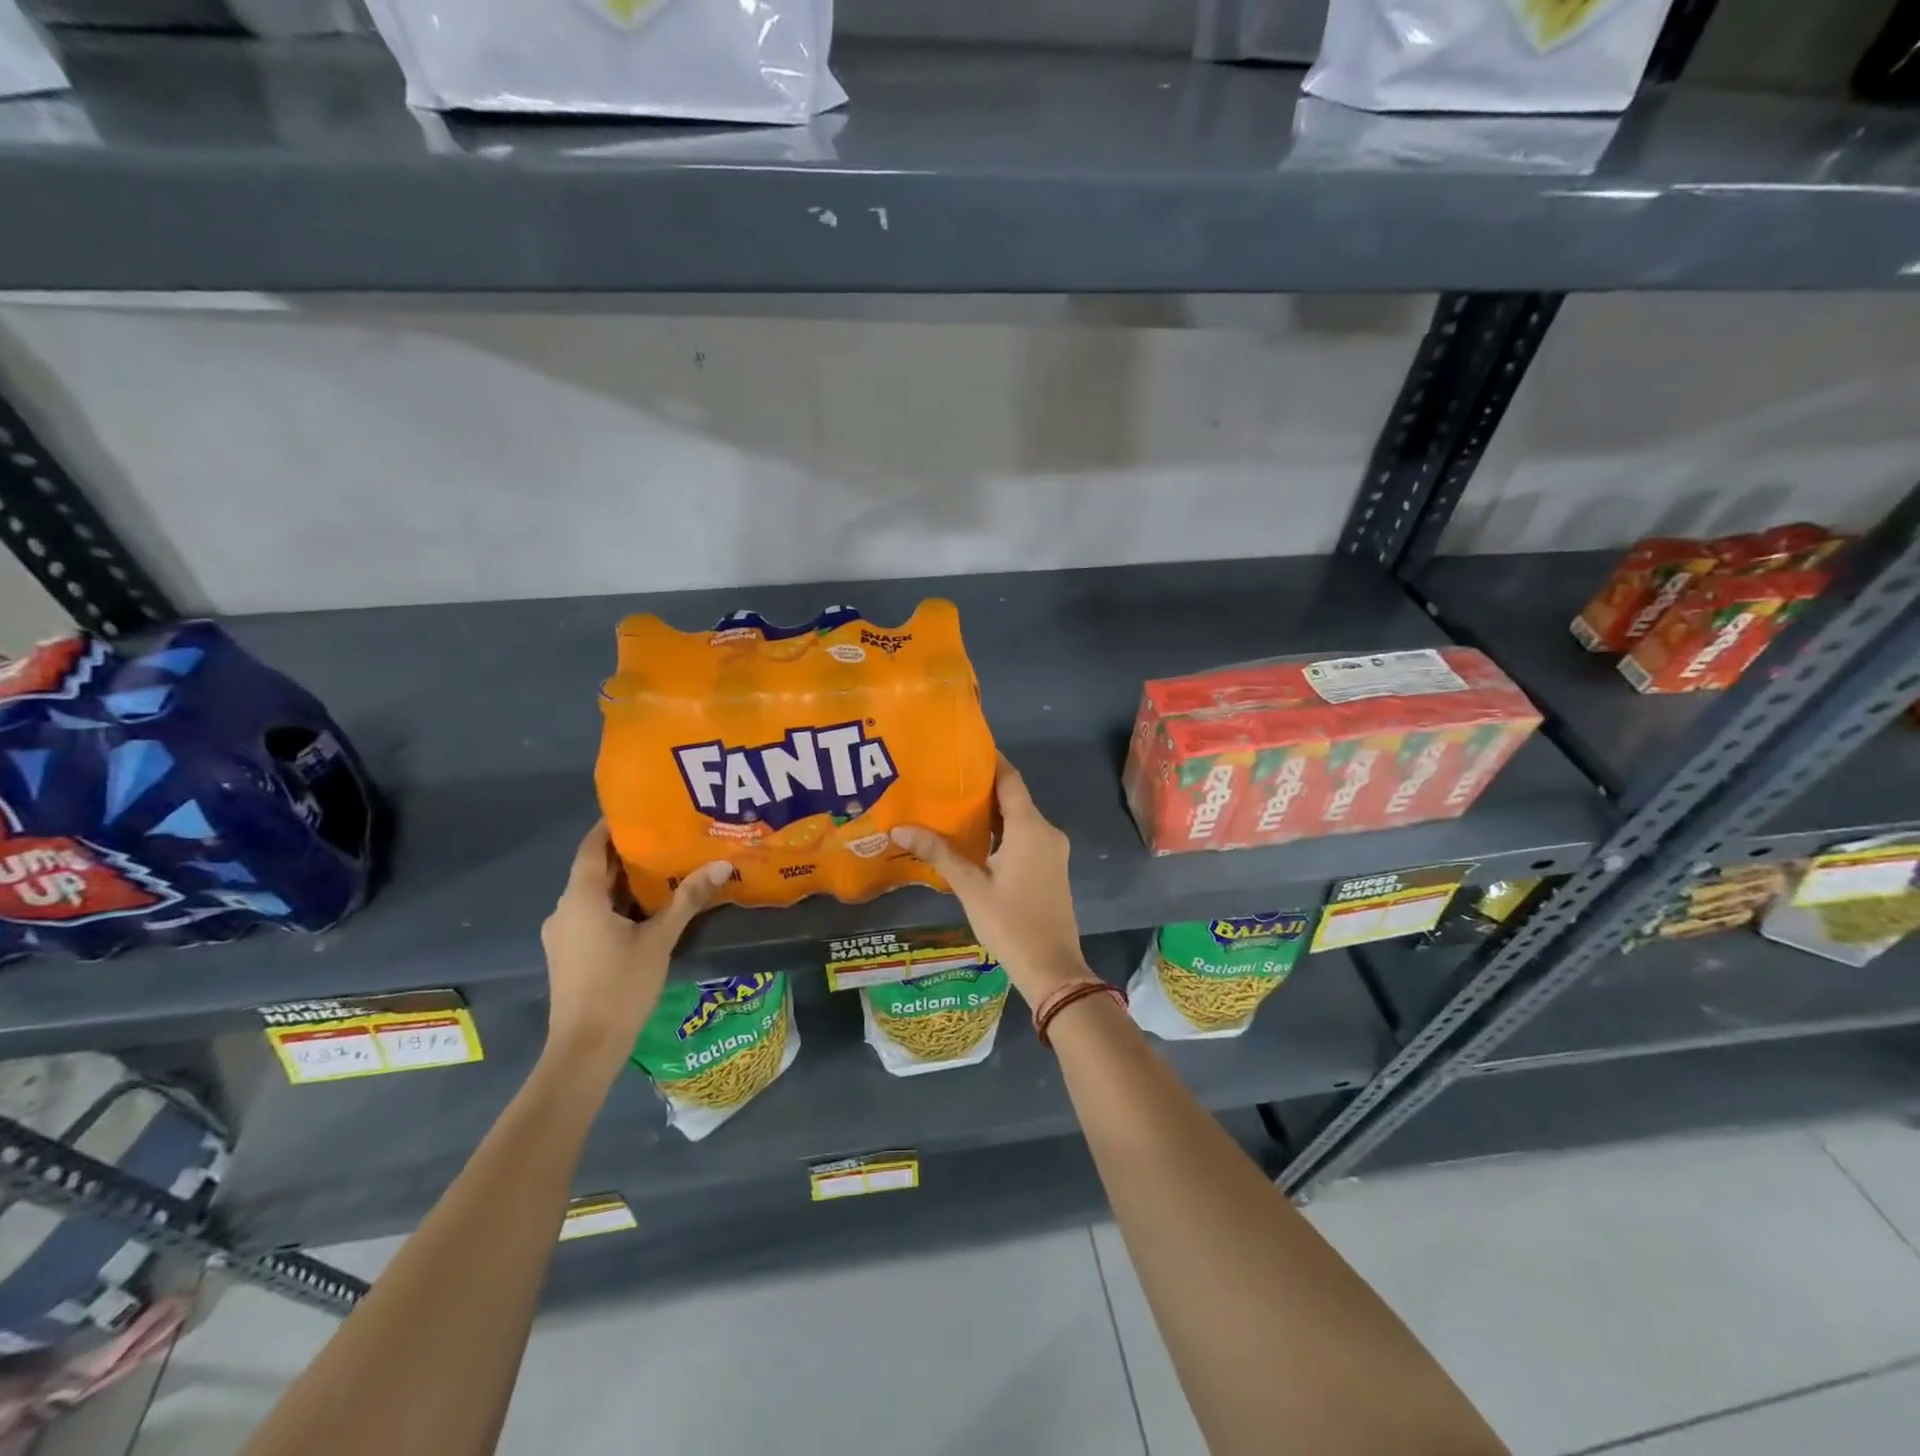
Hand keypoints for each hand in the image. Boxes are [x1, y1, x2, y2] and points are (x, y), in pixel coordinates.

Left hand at [540, 820, 730, 1071]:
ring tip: (666, 868)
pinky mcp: (570, 953)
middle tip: (668, 836)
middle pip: (595, 869)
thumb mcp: (660, 939)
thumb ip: (688, 899)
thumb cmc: (620, 987)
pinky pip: (594, 914)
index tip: (644, 809)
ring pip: (596, 894)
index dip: (613, 825)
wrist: (585, 1049)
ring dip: (626, 881)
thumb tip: (722, 863)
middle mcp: (565, 909)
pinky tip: (650, 908)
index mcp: (580, 898)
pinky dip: (618, 904)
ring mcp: (564, 933)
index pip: (592, 846)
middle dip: (629, 853)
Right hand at [891, 755, 1090, 1006]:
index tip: (964, 748)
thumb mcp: (970, 887)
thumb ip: (939, 853)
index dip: (991, 761)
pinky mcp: (1052, 867)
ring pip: (1020, 819)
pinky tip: (975, 837)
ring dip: (992, 812)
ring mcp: (1053, 851)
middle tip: (946, 779)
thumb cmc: (1010, 923)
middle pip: (1014, 798)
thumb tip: (900, 829)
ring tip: (953, 805)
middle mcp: (1047, 831)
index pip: (1010, 780)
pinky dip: (1003, 831)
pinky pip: (1026, 836)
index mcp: (1030, 828)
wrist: (1053, 968)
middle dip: (983, 787)